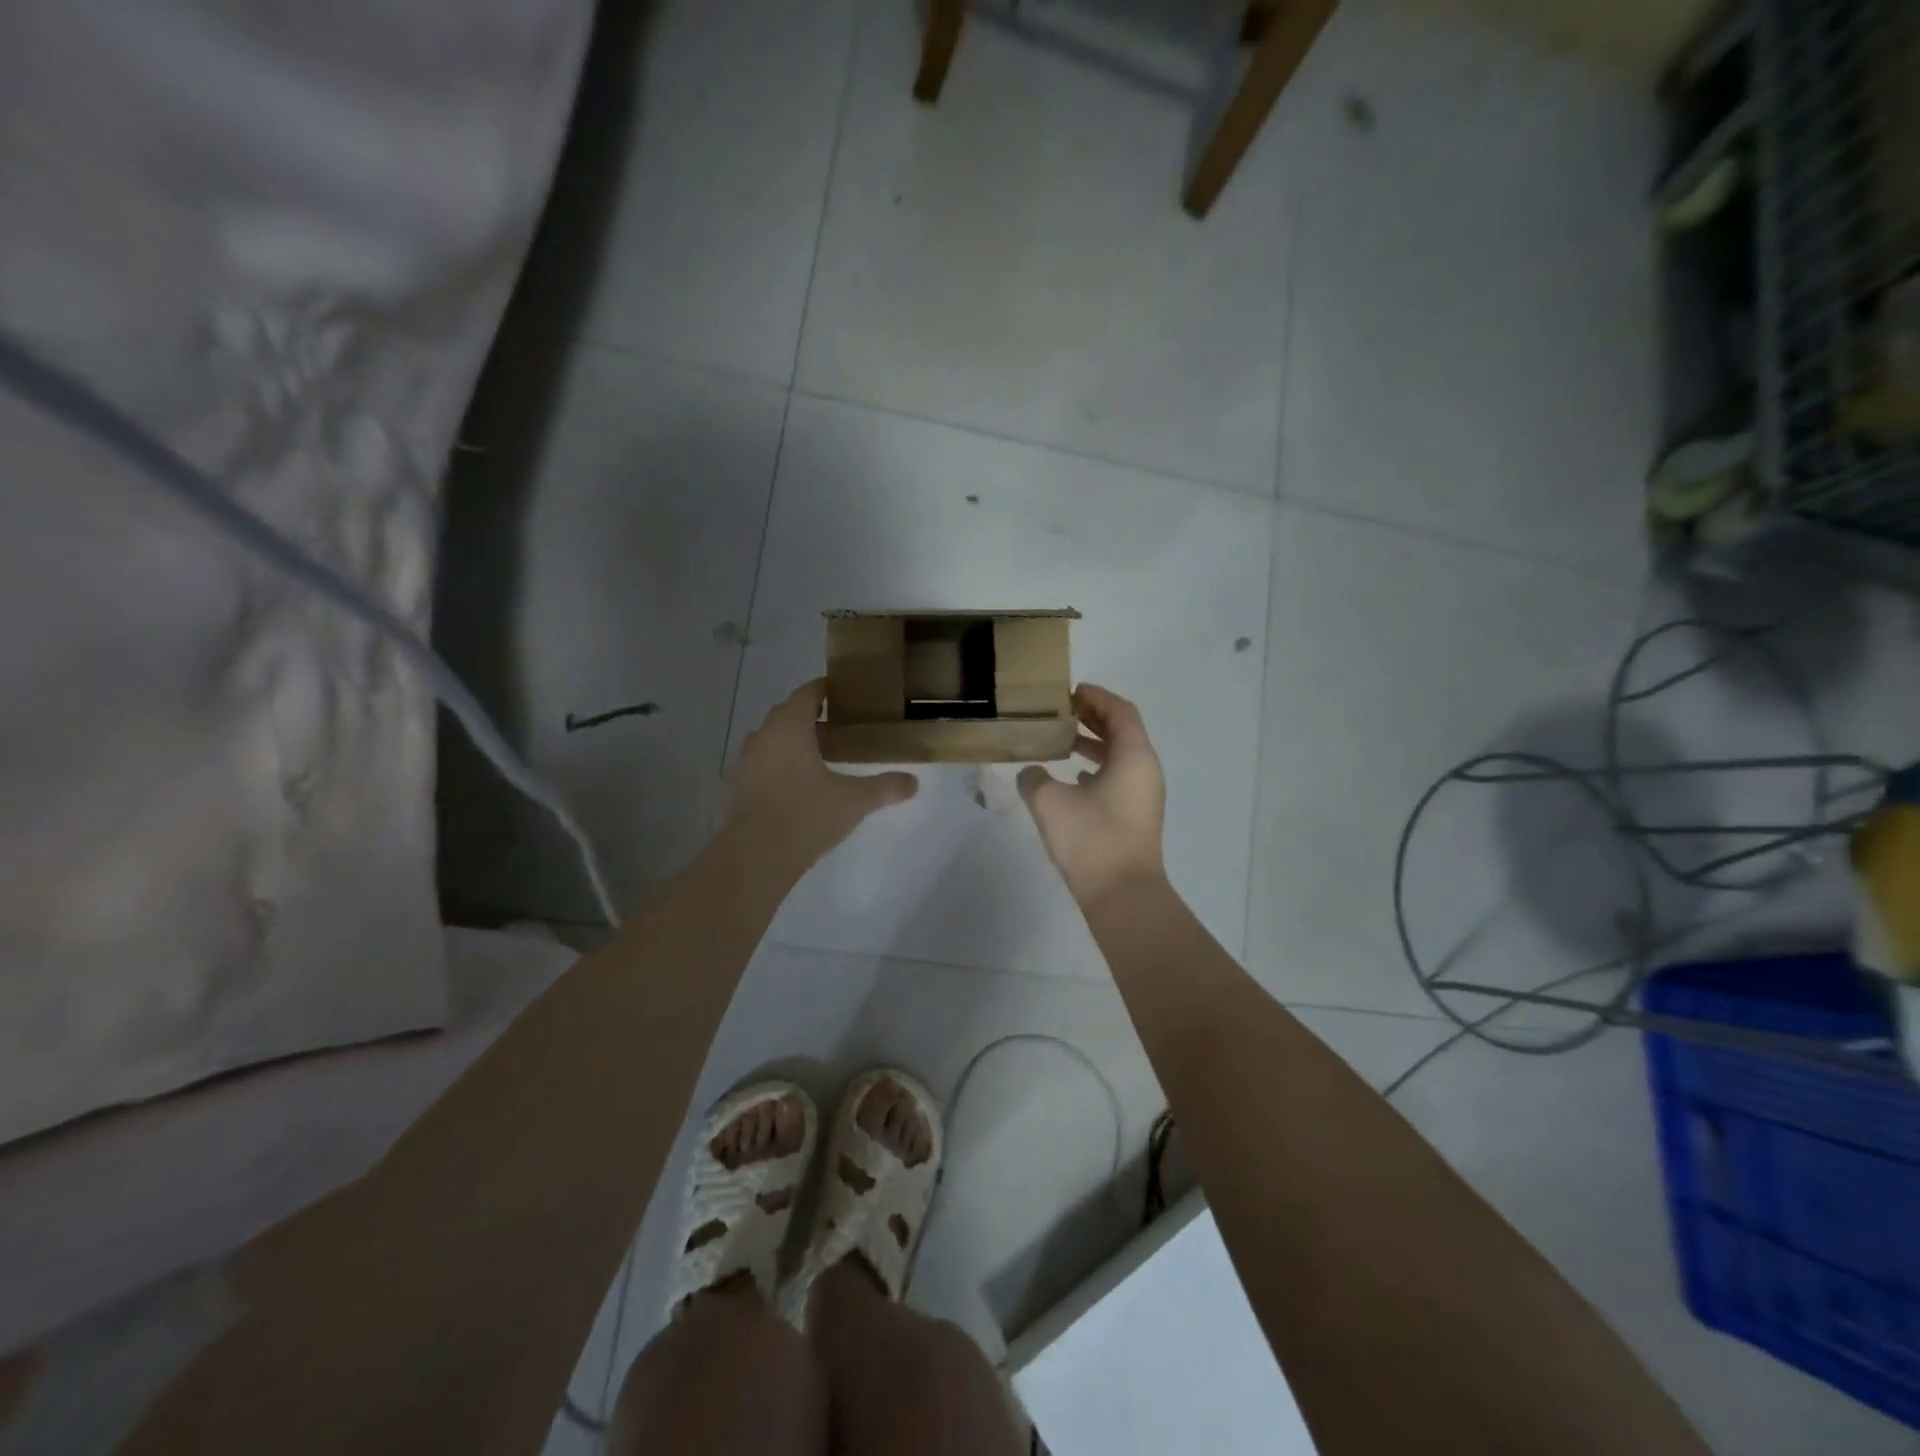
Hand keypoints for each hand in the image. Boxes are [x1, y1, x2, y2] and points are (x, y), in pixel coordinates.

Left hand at [726, 680, 917, 856]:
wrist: (754, 857)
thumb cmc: (806, 816)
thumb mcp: (854, 801)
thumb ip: (885, 788)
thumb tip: (913, 782)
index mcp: (790, 727)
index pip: (806, 693)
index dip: (823, 689)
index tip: (841, 692)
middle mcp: (762, 736)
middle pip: (785, 713)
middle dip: (807, 714)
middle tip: (835, 726)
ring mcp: (743, 762)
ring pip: (768, 739)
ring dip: (788, 741)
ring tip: (815, 756)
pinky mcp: (734, 787)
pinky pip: (758, 764)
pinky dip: (774, 765)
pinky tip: (792, 786)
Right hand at [1018, 684, 1166, 904]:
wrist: (1122, 895)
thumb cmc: (1091, 839)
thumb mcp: (1050, 803)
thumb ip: (1034, 779)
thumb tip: (1030, 773)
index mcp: (1134, 756)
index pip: (1120, 711)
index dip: (1096, 697)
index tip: (1070, 691)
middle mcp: (1145, 770)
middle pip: (1123, 731)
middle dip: (1093, 717)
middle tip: (1061, 711)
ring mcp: (1144, 795)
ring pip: (1121, 756)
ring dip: (1094, 744)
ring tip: (1062, 741)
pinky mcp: (1136, 816)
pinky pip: (1119, 778)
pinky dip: (1098, 768)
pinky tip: (1073, 779)